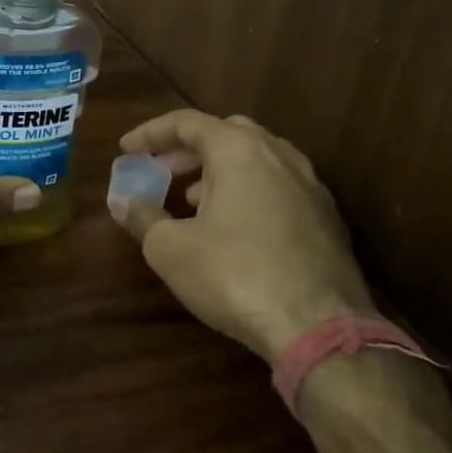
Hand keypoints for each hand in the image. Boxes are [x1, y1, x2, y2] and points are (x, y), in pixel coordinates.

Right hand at [113, 110, 376, 363]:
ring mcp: (311, 187)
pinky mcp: (328, 219)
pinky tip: (233, 229)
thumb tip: (123, 202)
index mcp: (239, 150)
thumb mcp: (169, 249)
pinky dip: (248, 192)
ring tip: (193, 201)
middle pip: (226, 133)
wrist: (320, 330)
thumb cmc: (234, 276)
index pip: (187, 122)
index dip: (150, 133)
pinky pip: (278, 187)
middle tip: (162, 171)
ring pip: (257, 160)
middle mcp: (279, 156)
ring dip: (219, 171)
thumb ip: (142, 216)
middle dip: (188, 149)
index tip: (125, 150)